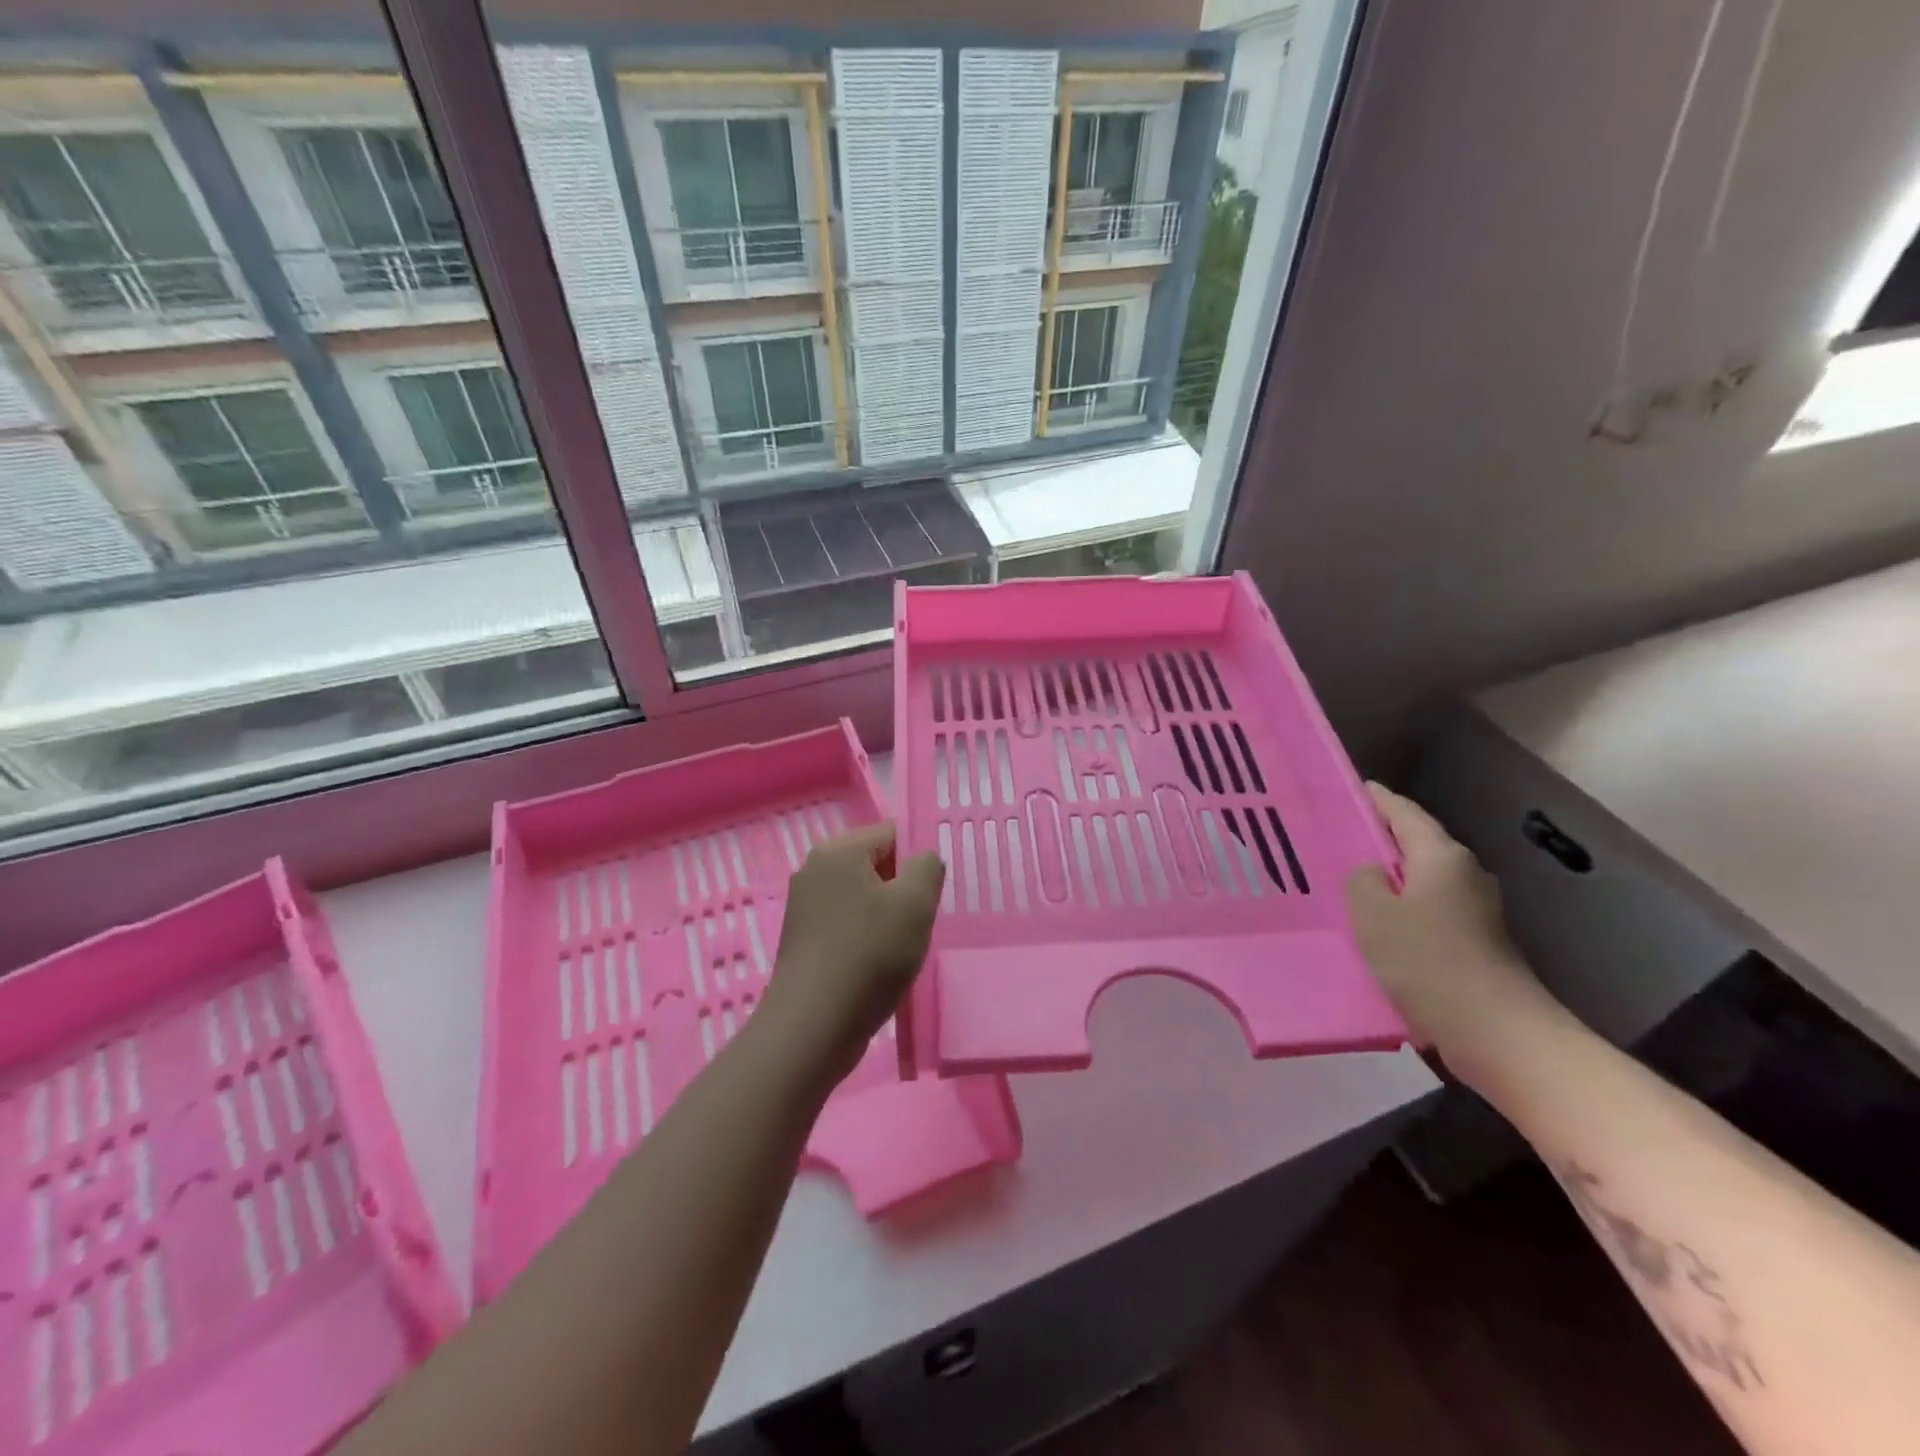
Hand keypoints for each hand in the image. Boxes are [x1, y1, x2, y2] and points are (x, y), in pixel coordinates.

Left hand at [759, 823, 943, 1084]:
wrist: (812, 1027)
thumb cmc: (869, 955)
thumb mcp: (916, 903)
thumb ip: (928, 866)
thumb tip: (922, 860)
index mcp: (838, 850)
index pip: (892, 832)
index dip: (919, 858)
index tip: (934, 892)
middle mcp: (815, 869)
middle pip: (876, 863)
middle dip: (903, 888)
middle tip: (922, 921)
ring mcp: (804, 905)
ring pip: (863, 895)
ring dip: (887, 916)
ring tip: (902, 947)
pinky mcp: (803, 938)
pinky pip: (846, 922)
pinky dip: (866, 936)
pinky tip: (878, 964)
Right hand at [1345, 784, 1562, 1079]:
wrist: (1497, 1033)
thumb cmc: (1428, 961)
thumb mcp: (1373, 913)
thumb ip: (1362, 880)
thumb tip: (1371, 874)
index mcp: (1442, 856)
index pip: (1404, 812)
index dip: (1376, 799)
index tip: (1350, 789)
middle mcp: (1464, 875)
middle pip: (1415, 845)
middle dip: (1379, 840)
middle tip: (1336, 838)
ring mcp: (1475, 911)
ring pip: (1420, 881)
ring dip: (1388, 880)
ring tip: (1347, 883)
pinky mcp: (1475, 944)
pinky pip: (1427, 912)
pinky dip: (1401, 910)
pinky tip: (1375, 927)